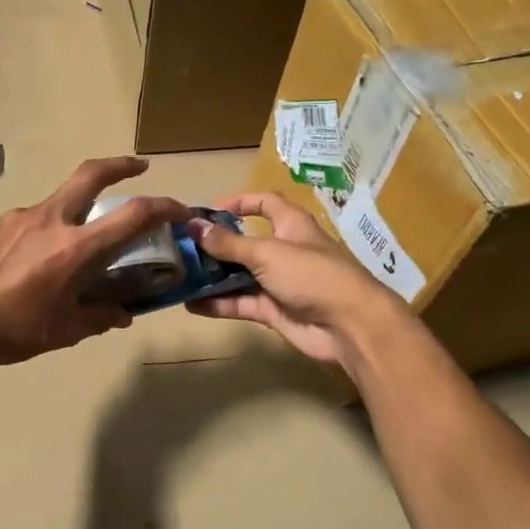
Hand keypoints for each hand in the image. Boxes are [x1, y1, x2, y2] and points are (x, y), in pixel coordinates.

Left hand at [0, 157, 190, 368]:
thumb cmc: (13, 331)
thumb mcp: (64, 331)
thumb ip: (98, 318)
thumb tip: (122, 314)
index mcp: (74, 248)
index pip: (131, 216)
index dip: (162, 207)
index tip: (179, 209)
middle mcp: (50, 222)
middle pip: (90, 174)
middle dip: (119, 164)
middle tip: (138, 166)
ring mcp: (19, 219)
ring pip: (60, 199)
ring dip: (79, 206)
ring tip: (80, 240)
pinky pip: (33, 219)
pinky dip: (50, 228)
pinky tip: (39, 259)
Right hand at [186, 192, 404, 366]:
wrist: (349, 325)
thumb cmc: (312, 275)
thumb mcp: (267, 253)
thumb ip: (228, 243)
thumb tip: (194, 227)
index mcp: (291, 225)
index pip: (264, 203)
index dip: (239, 203)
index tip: (208, 211)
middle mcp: (284, 251)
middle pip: (245, 242)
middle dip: (216, 245)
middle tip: (182, 248)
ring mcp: (279, 282)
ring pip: (239, 275)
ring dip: (213, 276)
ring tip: (180, 276)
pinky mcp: (274, 310)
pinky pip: (241, 303)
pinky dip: (219, 303)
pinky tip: (191, 304)